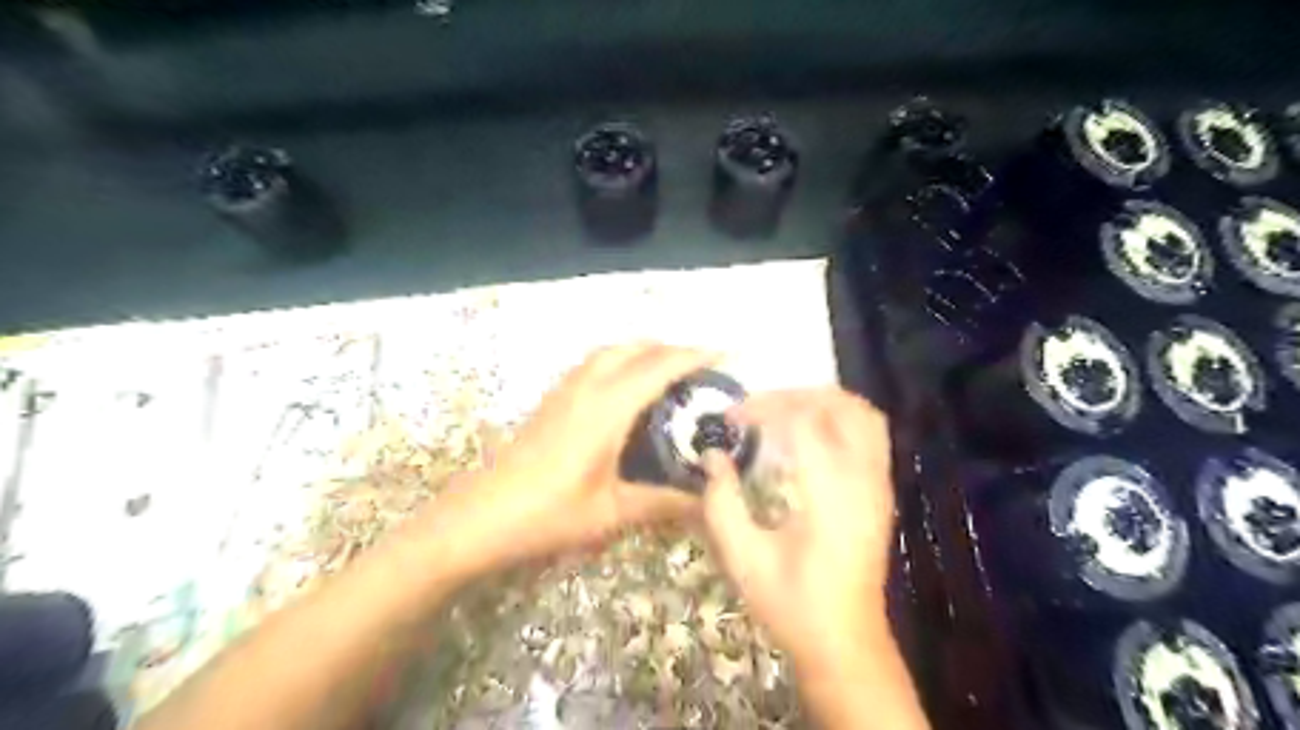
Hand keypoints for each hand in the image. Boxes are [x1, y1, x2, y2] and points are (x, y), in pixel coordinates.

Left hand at [417, 342, 715, 582]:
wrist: (480, 517)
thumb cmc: (548, 514)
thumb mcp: (612, 513)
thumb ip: (662, 503)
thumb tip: (705, 503)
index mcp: (608, 407)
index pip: (659, 367)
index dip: (694, 356)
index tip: (725, 354)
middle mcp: (587, 388)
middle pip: (634, 348)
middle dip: (670, 348)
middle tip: (699, 367)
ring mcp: (565, 391)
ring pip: (610, 352)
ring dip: (642, 351)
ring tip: (667, 372)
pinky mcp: (551, 401)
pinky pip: (593, 364)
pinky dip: (619, 361)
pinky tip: (624, 390)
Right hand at [700, 388, 893, 672]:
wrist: (845, 643)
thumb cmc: (792, 605)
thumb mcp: (744, 560)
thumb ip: (722, 503)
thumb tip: (713, 456)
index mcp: (832, 498)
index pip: (803, 424)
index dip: (763, 410)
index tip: (730, 419)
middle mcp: (864, 482)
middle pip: (842, 406)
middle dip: (795, 396)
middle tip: (756, 409)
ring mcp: (880, 485)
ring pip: (864, 414)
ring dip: (821, 401)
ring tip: (781, 412)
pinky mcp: (882, 491)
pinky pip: (870, 433)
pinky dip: (838, 417)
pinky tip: (807, 434)